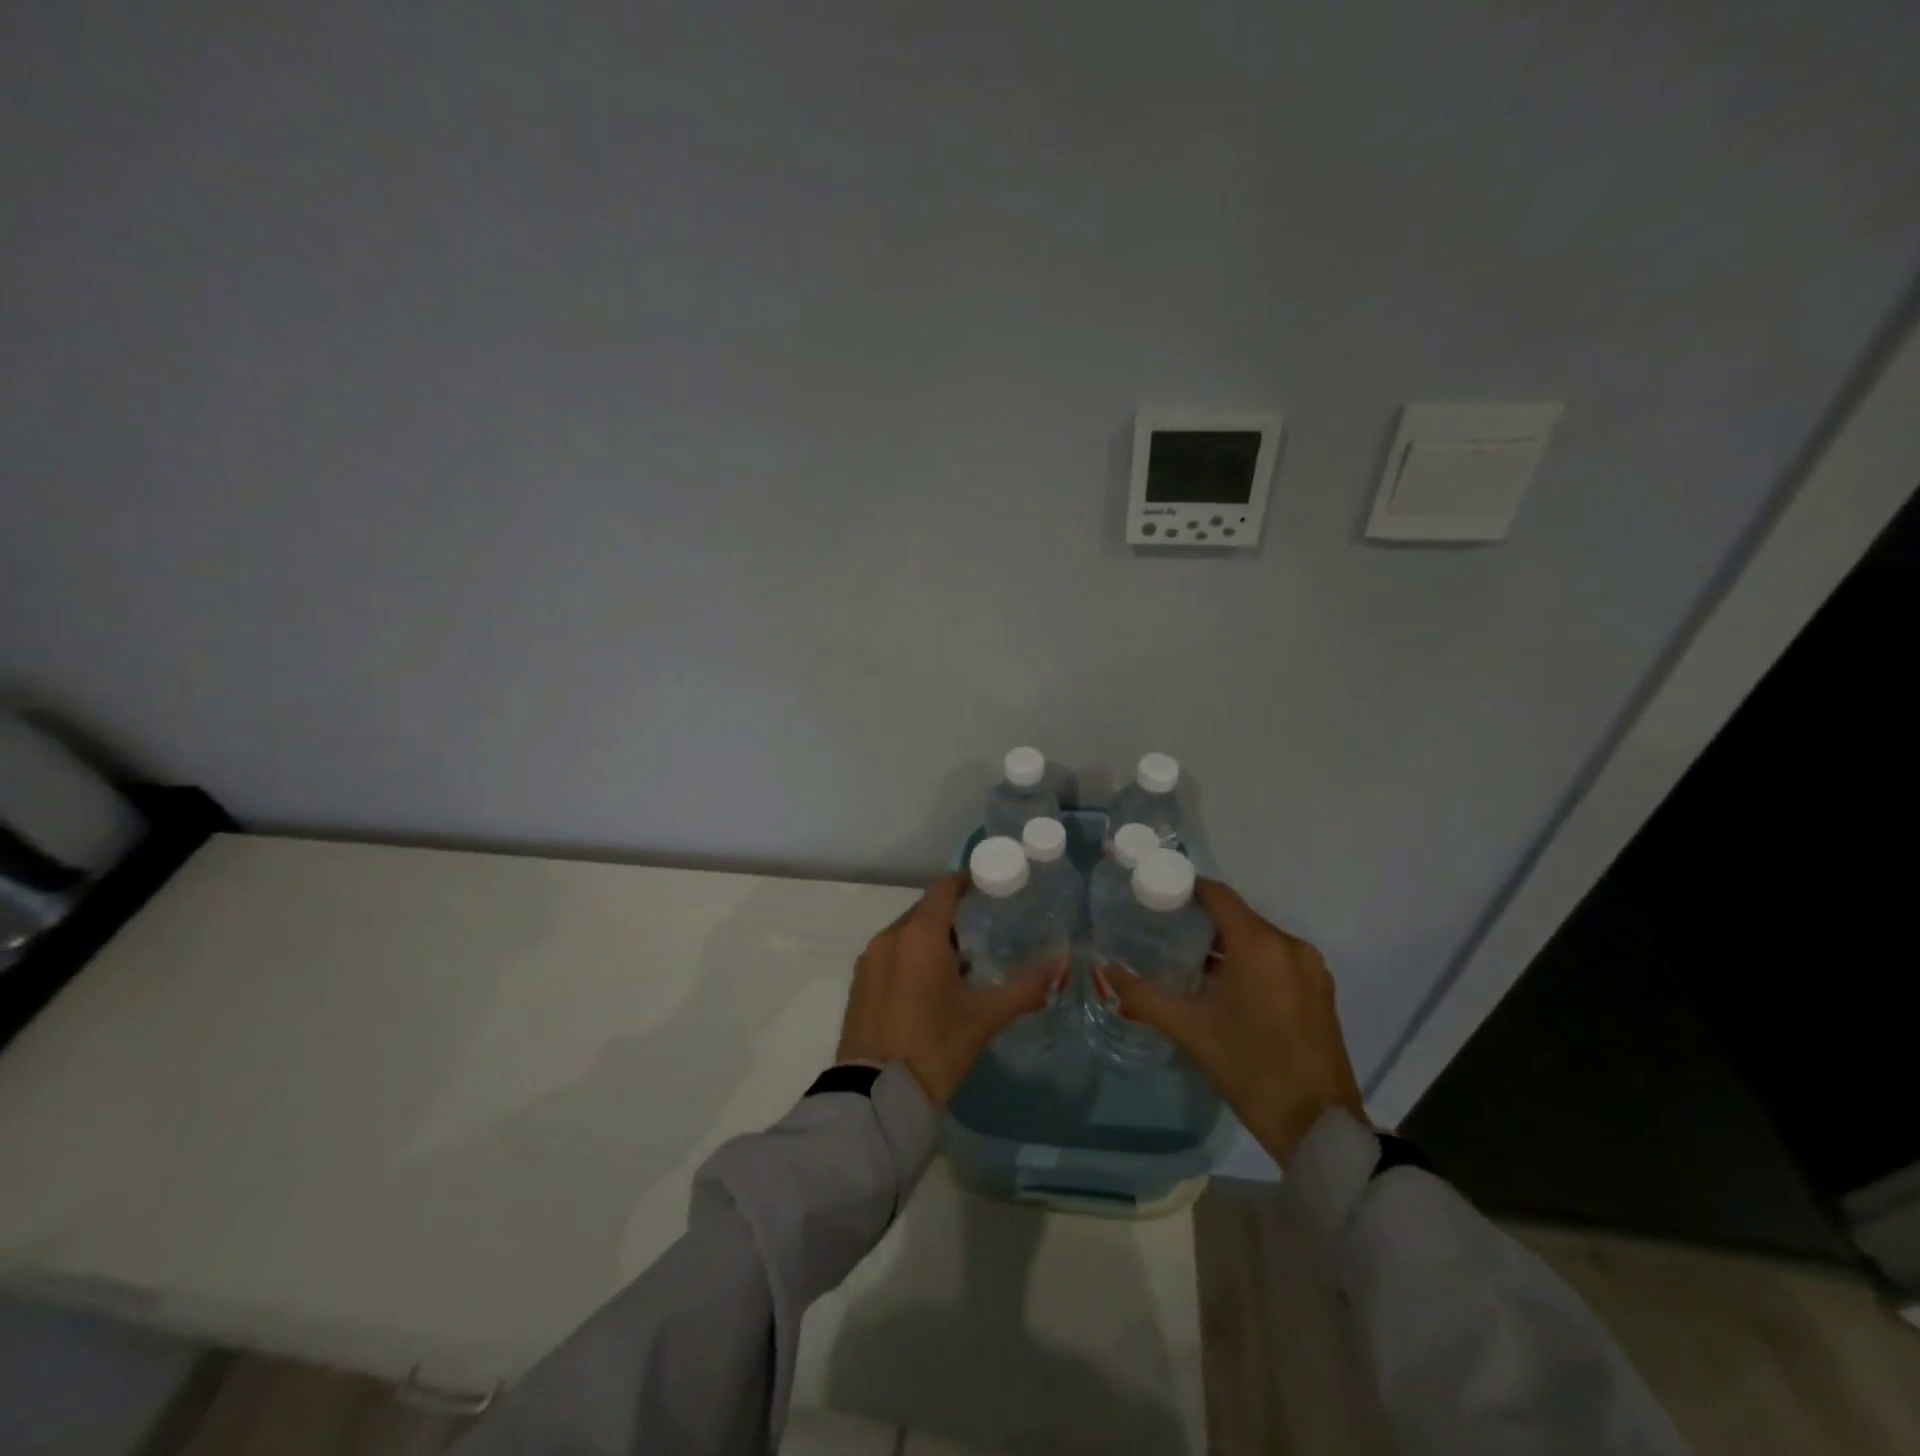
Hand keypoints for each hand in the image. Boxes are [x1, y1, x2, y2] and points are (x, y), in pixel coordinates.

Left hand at [836, 872, 1062, 1106]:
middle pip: (925, 910)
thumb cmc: (934, 1048)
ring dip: (931, 939)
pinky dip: (910, 957)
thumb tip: (1058, 965)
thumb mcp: (984, 1018)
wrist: (875, 1098)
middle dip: (952, 915)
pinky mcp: (859, 984)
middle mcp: (889, 937)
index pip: (943, 888)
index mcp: (919, 935)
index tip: (990, 888)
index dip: (967, 881)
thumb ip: (1024, 987)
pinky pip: (890, 954)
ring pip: (906, 933)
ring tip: (960, 963)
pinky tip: (929, 987)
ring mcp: (869, 960)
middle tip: (983, 932)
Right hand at [1094, 880, 1365, 1167]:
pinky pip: (1278, 959)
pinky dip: (1251, 962)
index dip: (1185, 889)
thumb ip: (1142, 995)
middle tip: (1164, 933)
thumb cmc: (1250, 1069)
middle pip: (1238, 916)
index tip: (1155, 897)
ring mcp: (1311, 969)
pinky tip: (1227, 988)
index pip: (1218, 895)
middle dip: (1202, 920)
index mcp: (1259, 945)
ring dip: (1227, 944)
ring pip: (1259, 939)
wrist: (1318, 1127)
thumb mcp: (1189, 1030)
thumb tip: (1105, 970)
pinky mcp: (1321, 991)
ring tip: (1190, 962)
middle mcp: (1289, 945)